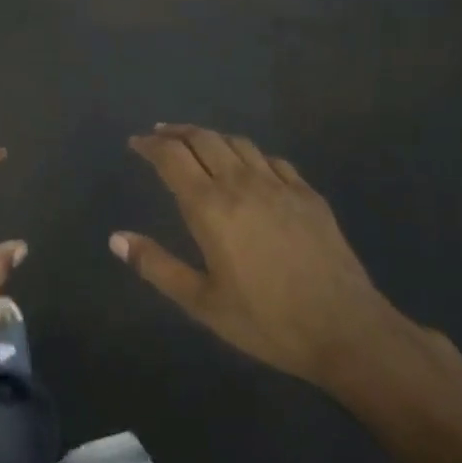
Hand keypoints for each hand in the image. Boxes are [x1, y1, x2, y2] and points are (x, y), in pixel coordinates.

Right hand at [112, 124, 415, 392]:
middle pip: (203, 139)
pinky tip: (248, 165)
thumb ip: (156, 266)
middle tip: (159, 136)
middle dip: (176, 133)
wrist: (345, 329)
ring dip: (211, 137)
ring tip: (197, 144)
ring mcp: (280, 185)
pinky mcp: (308, 195)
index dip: (150, 145)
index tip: (136, 143)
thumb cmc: (266, 320)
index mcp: (211, 207)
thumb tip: (116, 238)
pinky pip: (272, 159)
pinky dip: (249, 154)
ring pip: (238, 143)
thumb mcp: (201, 302)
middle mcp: (242, 184)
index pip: (172, 158)